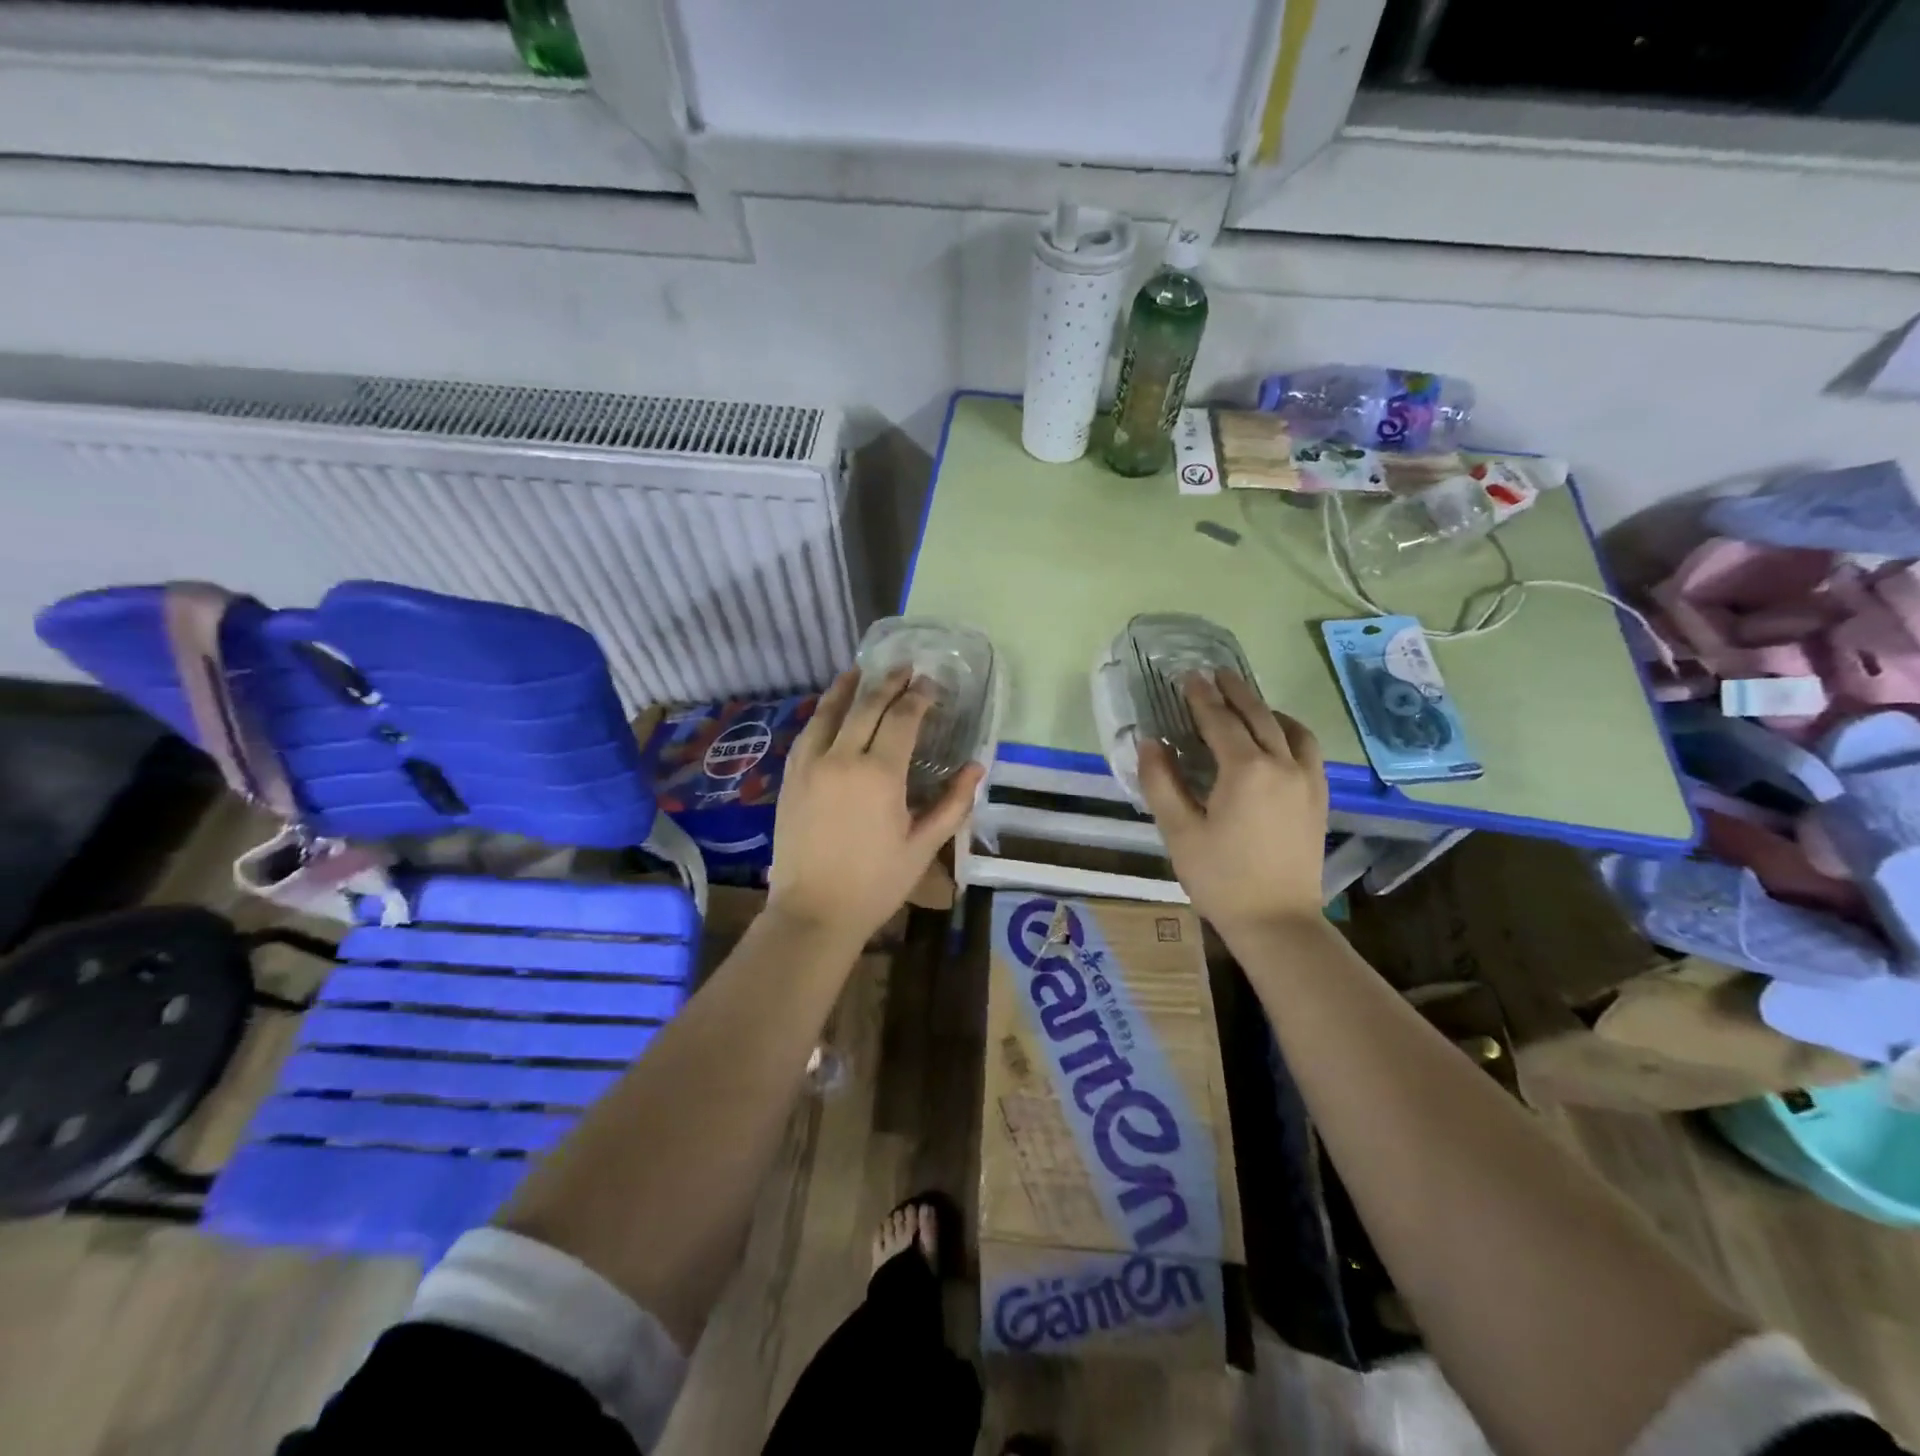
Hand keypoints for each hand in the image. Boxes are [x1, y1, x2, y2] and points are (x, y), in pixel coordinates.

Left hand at [768, 666, 982, 946]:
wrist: (813, 912)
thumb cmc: (876, 883)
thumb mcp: (923, 847)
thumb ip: (952, 803)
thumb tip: (976, 767)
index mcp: (879, 774)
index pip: (902, 718)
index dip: (918, 697)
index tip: (929, 684)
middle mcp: (842, 758)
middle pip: (866, 706)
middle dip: (888, 683)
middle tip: (905, 668)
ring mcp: (810, 765)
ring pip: (829, 712)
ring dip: (848, 688)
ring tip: (862, 670)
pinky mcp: (790, 777)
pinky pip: (807, 732)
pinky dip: (822, 713)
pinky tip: (830, 708)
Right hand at [1137, 670, 1327, 936]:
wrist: (1277, 921)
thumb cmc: (1220, 878)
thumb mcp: (1179, 832)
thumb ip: (1161, 782)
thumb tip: (1150, 742)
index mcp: (1246, 770)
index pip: (1220, 721)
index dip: (1201, 697)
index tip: (1188, 676)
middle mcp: (1283, 764)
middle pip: (1258, 715)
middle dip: (1234, 691)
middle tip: (1215, 673)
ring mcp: (1307, 780)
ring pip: (1289, 728)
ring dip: (1265, 708)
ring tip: (1246, 702)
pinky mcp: (1318, 797)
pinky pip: (1307, 749)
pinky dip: (1289, 731)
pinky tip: (1277, 738)